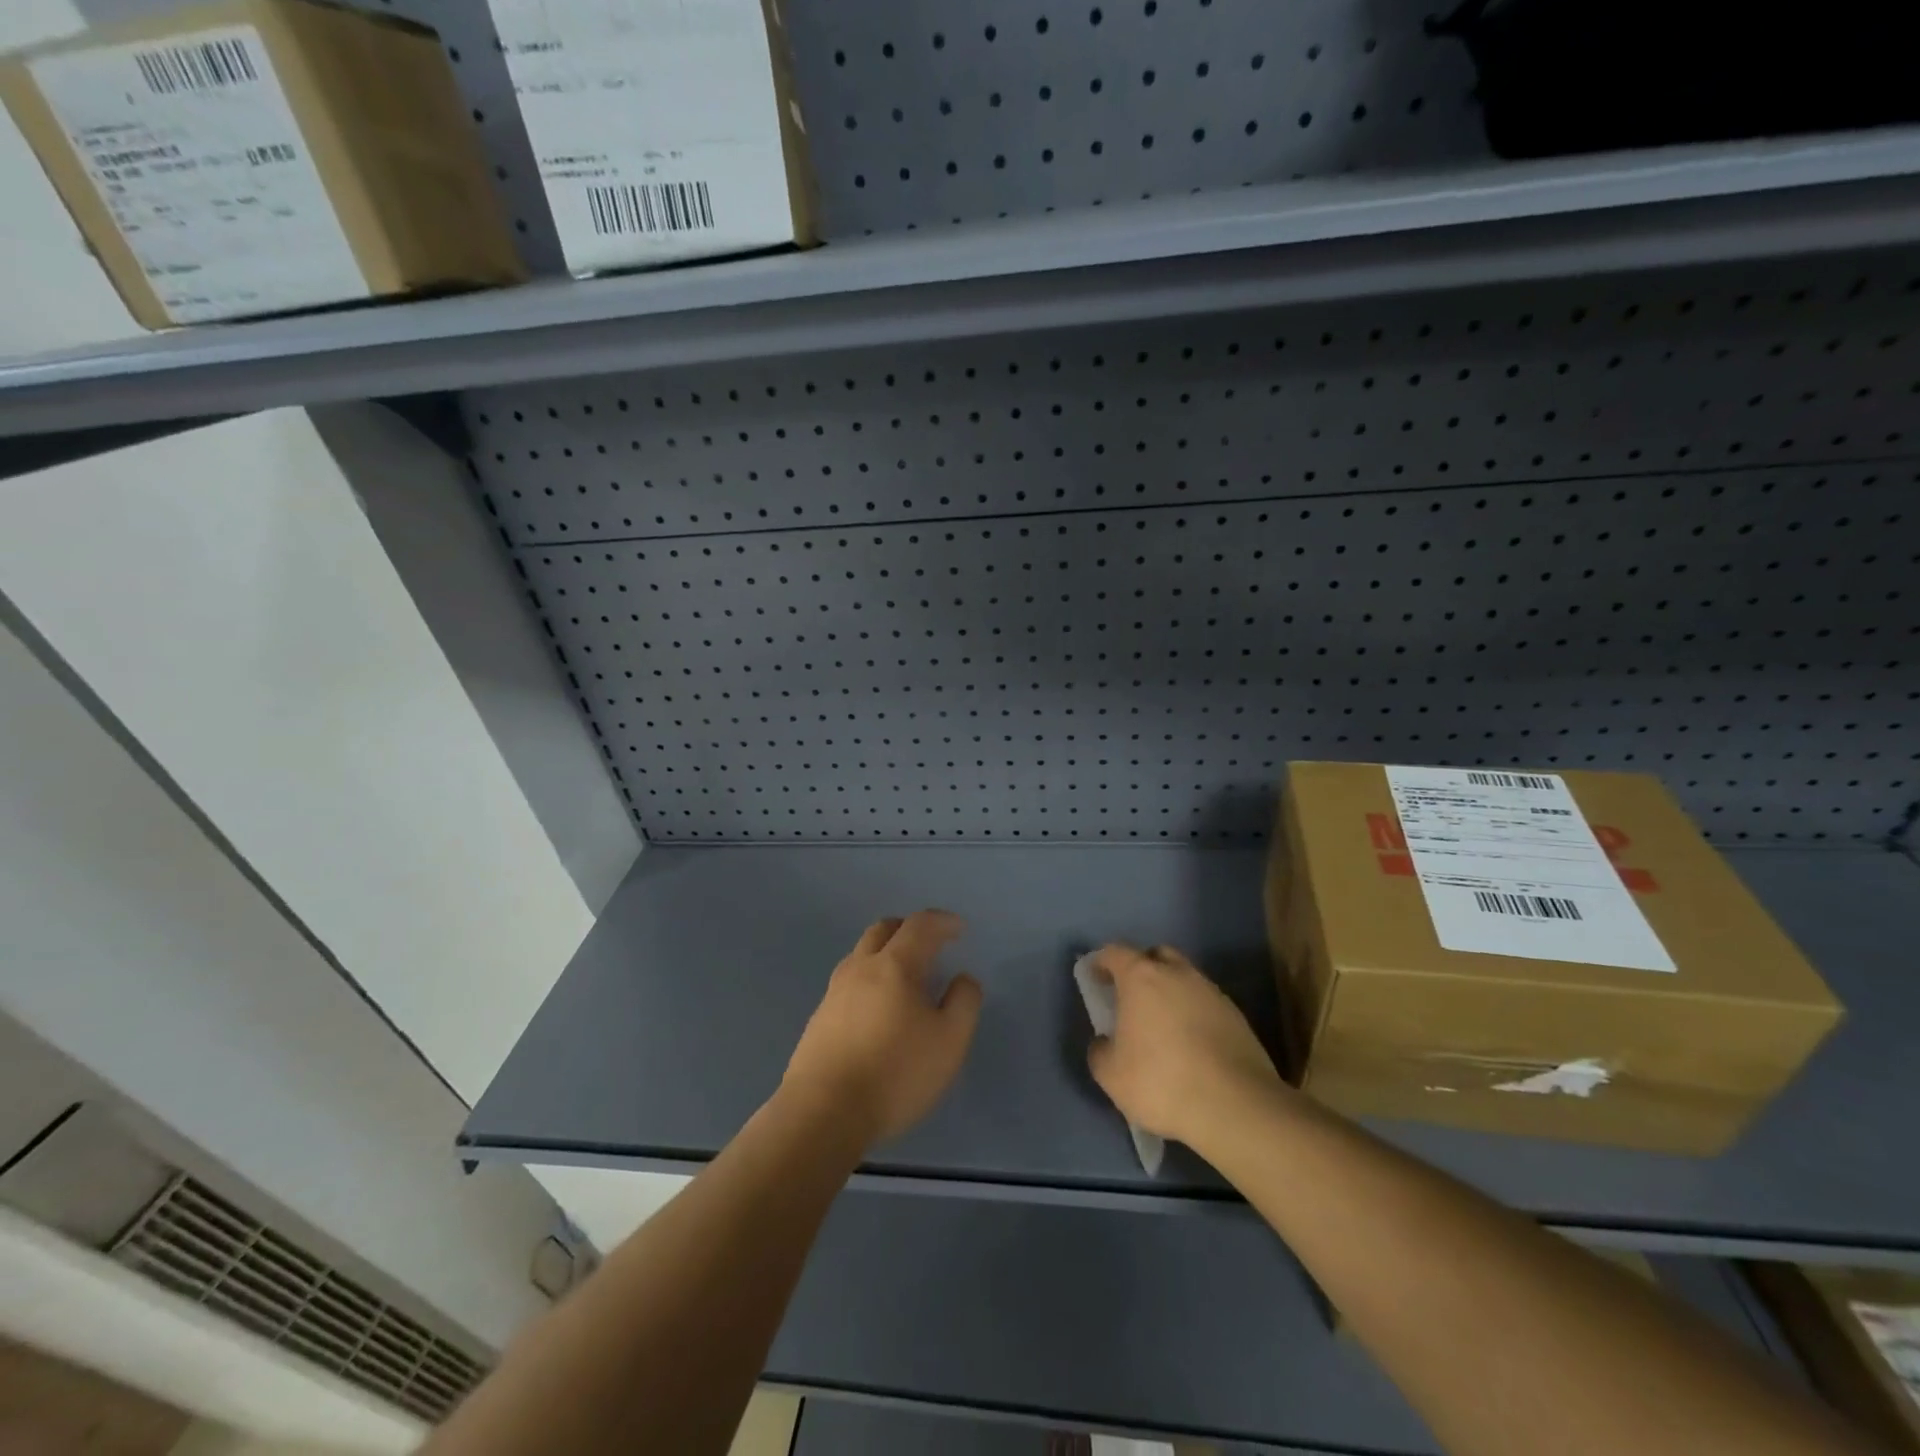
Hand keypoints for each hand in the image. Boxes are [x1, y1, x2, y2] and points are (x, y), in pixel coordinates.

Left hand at [783, 911, 983, 1147]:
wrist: (822, 1113)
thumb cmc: (895, 1073)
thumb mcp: (949, 1042)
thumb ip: (963, 1003)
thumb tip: (962, 979)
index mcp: (894, 965)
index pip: (919, 925)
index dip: (942, 921)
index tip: (959, 929)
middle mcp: (860, 968)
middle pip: (883, 930)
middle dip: (909, 929)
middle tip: (929, 943)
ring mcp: (833, 993)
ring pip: (861, 955)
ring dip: (885, 953)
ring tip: (905, 978)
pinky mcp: (818, 1019)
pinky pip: (848, 983)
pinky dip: (869, 980)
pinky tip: (878, 1010)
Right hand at [1085, 943, 1287, 1147]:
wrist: (1235, 1106)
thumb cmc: (1161, 1081)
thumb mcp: (1111, 1075)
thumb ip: (1100, 1051)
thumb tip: (1105, 1042)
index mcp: (1141, 978)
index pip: (1115, 952)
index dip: (1101, 962)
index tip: (1095, 977)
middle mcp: (1177, 974)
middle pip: (1155, 955)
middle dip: (1141, 968)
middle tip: (1131, 996)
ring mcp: (1211, 992)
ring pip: (1185, 978)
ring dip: (1170, 992)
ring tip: (1163, 1024)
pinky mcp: (1236, 1016)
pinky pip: (1206, 1003)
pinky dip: (1194, 1013)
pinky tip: (1191, 1044)